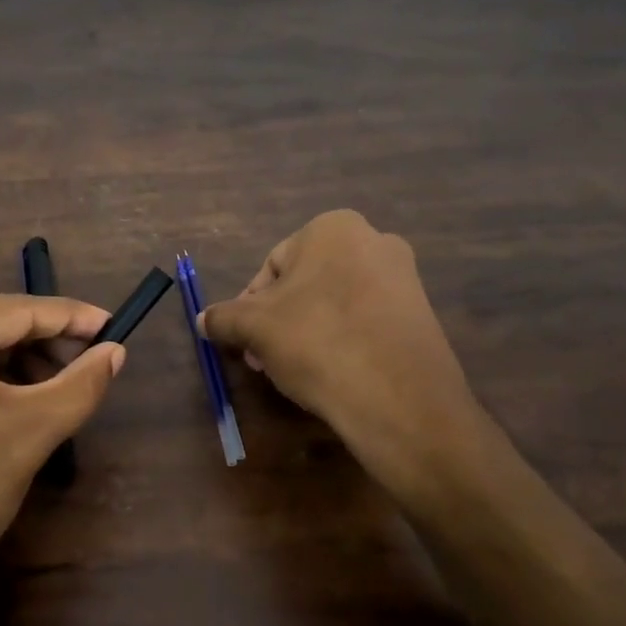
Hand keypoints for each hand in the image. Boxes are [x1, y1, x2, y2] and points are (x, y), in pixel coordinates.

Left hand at [0, 290, 123, 625]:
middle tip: (85, 362)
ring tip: (49, 386)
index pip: (15, 309)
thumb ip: (81, 383)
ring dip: (8, 358)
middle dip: (39, 340)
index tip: (112, 326)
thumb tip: (115, 352)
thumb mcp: (32, 430)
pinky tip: (5, 398)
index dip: (70, 317)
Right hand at [198, 211, 488, 502]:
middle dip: (278, 321)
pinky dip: (342, 341)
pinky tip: (332, 374)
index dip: (248, 306)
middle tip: (263, 359)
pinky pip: (365, 322)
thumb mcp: (254, 328)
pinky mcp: (421, 315)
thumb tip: (203, 319)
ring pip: (334, 303)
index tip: (243, 341)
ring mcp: (404, 278)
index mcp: (333, 228)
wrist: (399, 398)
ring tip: (294, 371)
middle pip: (305, 284)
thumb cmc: (317, 342)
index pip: (272, 265)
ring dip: (306, 332)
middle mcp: (374, 240)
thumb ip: (223, 318)